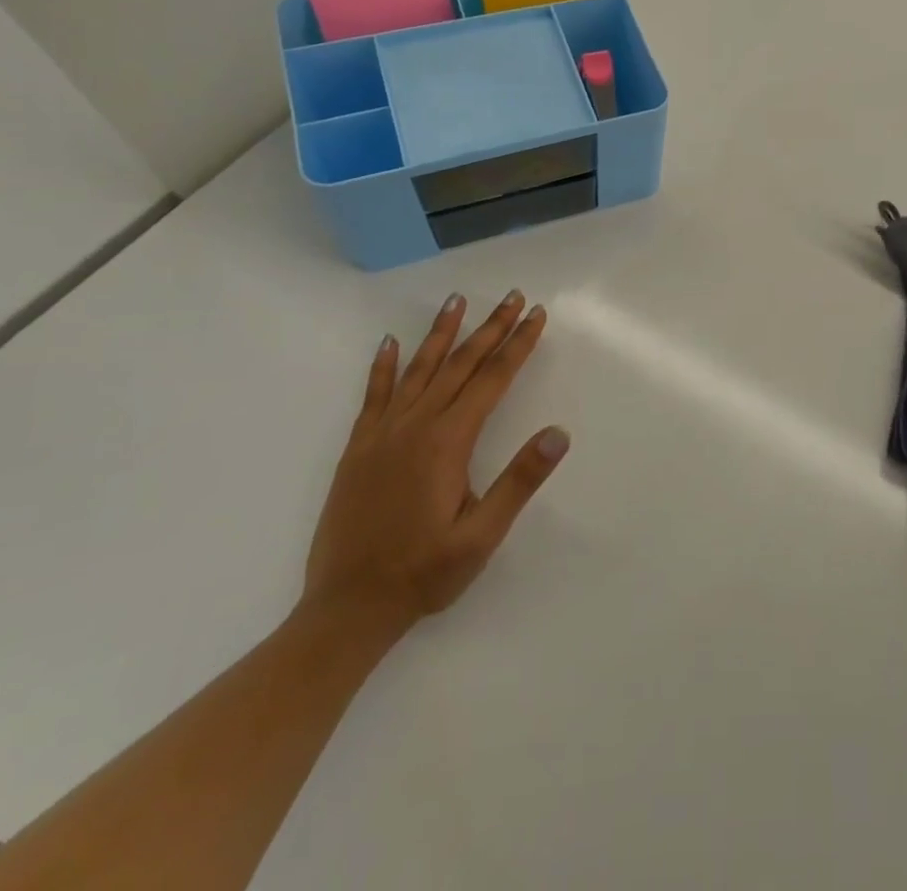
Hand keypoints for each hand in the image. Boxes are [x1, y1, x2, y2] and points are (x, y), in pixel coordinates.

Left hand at [302, 291, 568, 641]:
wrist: (346, 609)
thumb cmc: (424, 572)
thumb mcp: (482, 535)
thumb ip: (520, 481)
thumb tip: (559, 433)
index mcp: (448, 442)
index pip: (493, 379)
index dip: (518, 344)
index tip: (536, 315)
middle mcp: (415, 426)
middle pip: (460, 364)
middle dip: (491, 328)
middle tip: (513, 296)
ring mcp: (382, 435)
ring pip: (418, 370)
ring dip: (442, 333)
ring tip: (457, 300)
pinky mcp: (359, 449)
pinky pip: (374, 395)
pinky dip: (383, 366)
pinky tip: (389, 343)